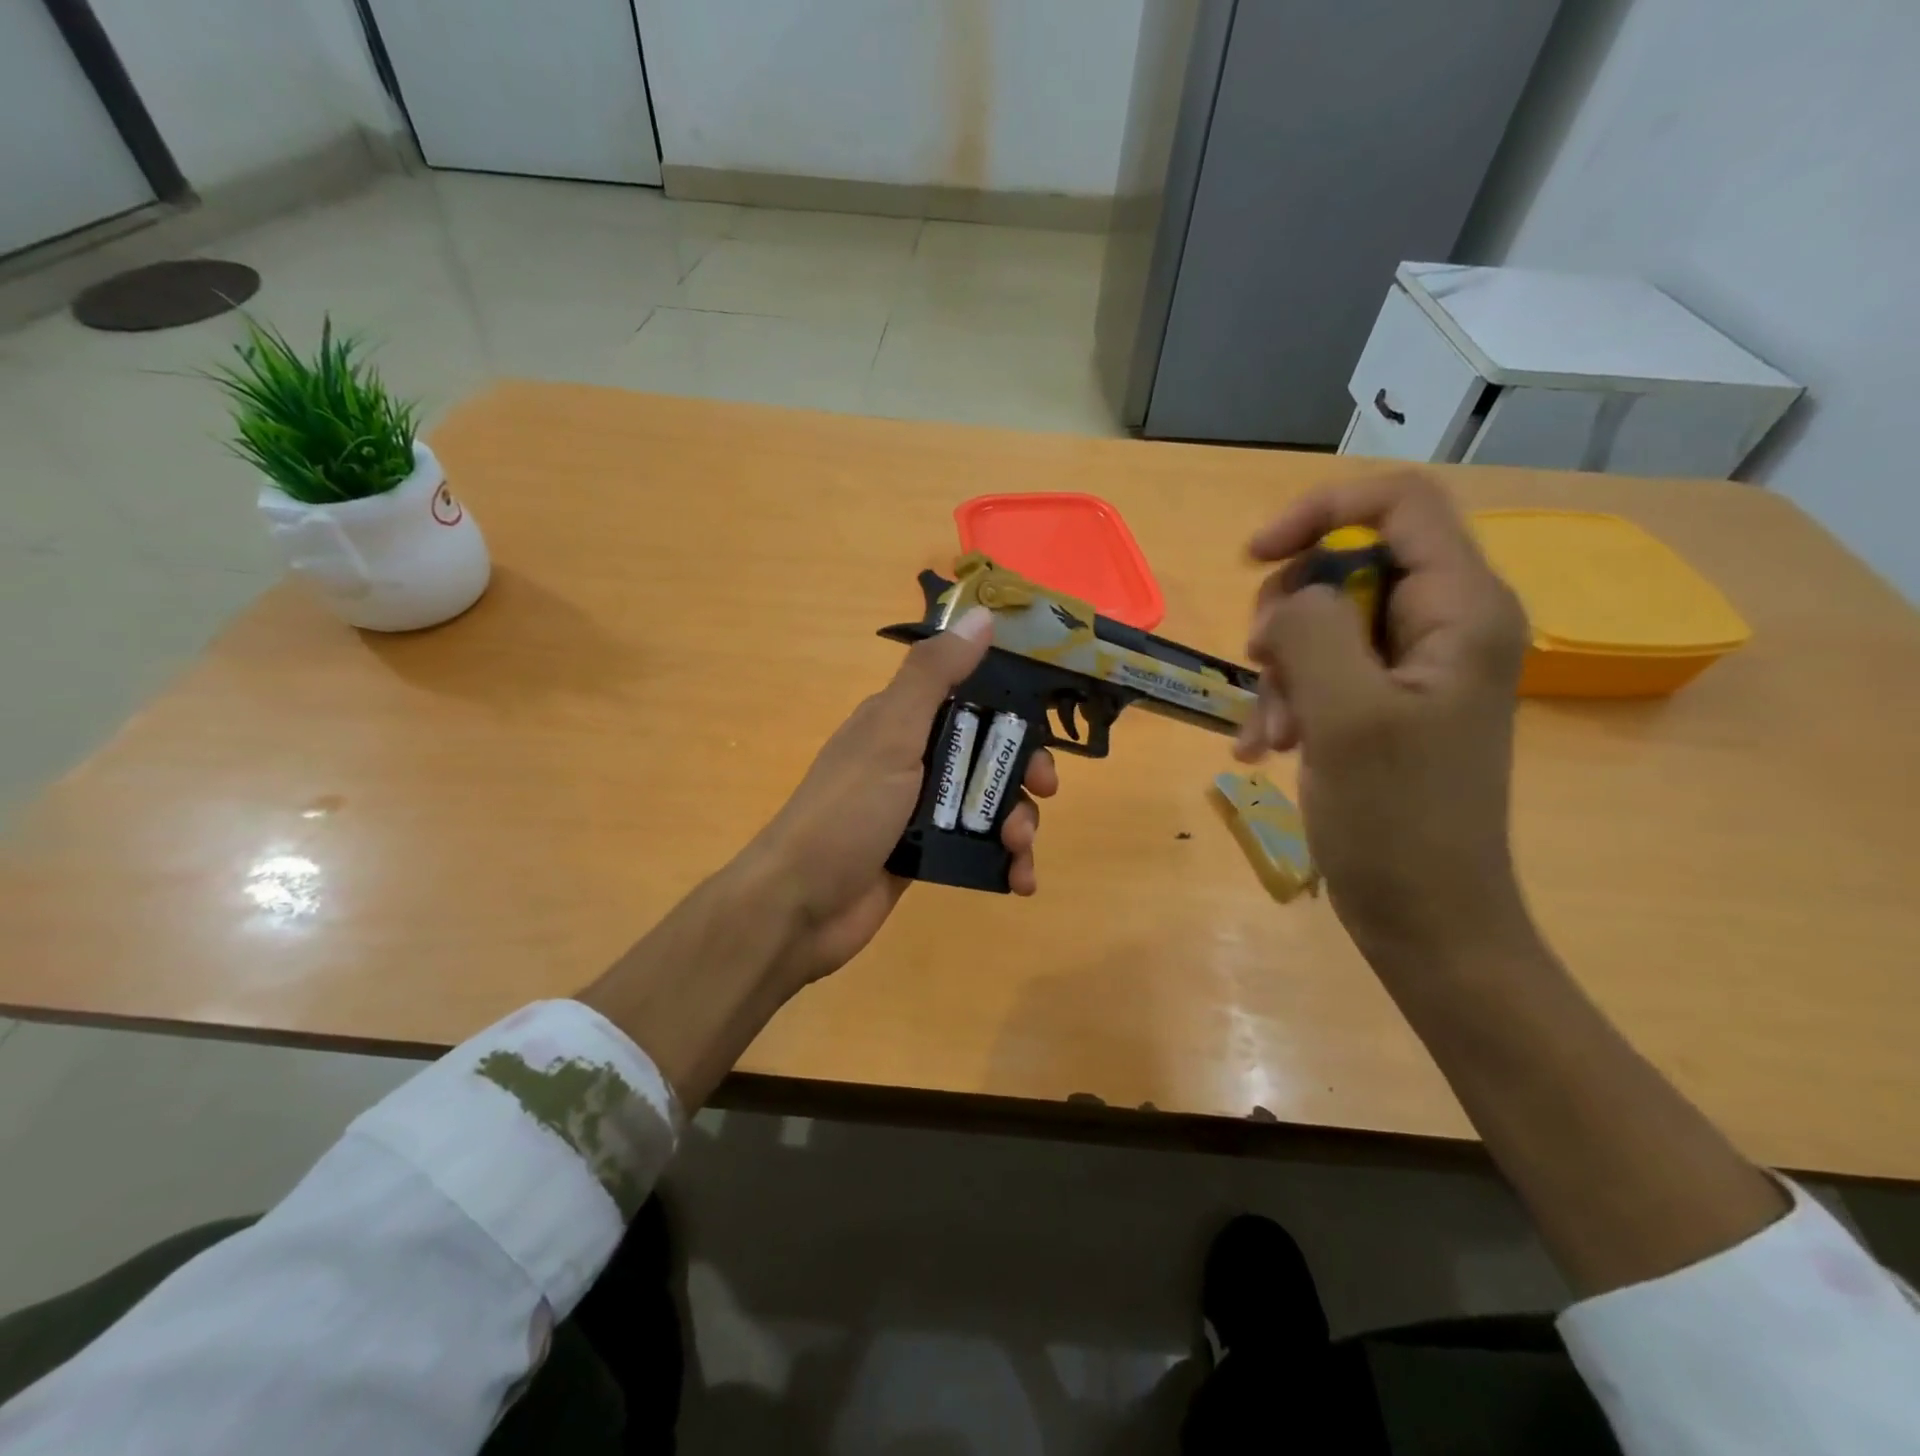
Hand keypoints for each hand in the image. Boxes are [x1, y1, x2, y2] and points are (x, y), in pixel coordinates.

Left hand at [750, 605, 1058, 987]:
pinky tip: (1021, 881)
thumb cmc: (847, 811)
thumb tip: (981, 616)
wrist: (800, 905)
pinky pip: (978, 848)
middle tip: (1044, 792)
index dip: (1012, 712)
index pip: (971, 699)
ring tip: (1019, 850)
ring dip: (1019, 824)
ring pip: (988, 804)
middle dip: (1023, 773)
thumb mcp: (891, 733)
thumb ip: (934, 675)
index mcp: (902, 721)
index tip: (1042, 732)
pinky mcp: (925, 854)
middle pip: (988, 755)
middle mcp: (913, 760)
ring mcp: (920, 811)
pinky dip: (1005, 863)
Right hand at [1235, 473, 1531, 967]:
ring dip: (1280, 671)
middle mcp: (1446, 624)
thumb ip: (1313, 631)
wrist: (1429, 918)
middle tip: (1263, 669)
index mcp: (1462, 609)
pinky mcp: (1388, 705)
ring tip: (1269, 735)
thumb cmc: (1398, 821)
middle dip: (1288, 614)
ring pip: (1324, 622)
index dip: (1320, 513)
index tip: (1254, 559)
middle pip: (1349, 564)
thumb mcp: (1346, 716)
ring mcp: (1416, 668)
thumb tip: (1288, 600)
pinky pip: (1324, 671)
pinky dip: (1288, 700)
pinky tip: (1267, 749)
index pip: (1398, 503)